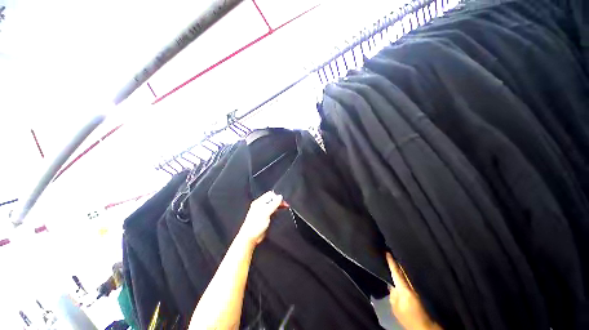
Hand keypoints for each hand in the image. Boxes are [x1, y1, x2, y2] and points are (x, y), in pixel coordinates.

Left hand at [237, 191, 286, 246]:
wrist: (250, 237)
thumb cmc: (255, 225)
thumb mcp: (266, 212)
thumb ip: (273, 204)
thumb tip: (280, 197)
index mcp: (259, 202)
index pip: (270, 194)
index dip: (277, 197)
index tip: (283, 202)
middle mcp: (261, 205)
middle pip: (272, 199)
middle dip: (279, 201)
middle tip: (286, 205)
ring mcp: (263, 211)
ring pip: (273, 205)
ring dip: (279, 206)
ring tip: (285, 208)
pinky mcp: (265, 217)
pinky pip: (273, 211)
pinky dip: (277, 211)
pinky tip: (280, 213)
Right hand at [386, 252, 441, 329]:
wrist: (423, 326)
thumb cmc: (407, 317)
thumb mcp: (396, 308)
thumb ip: (393, 295)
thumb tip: (391, 285)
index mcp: (404, 289)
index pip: (396, 272)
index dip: (391, 262)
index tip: (387, 252)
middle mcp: (410, 286)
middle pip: (402, 271)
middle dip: (396, 263)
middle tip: (389, 253)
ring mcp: (414, 288)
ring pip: (405, 275)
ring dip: (399, 268)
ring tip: (393, 261)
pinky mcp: (416, 292)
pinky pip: (407, 279)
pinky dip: (402, 275)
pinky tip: (399, 274)